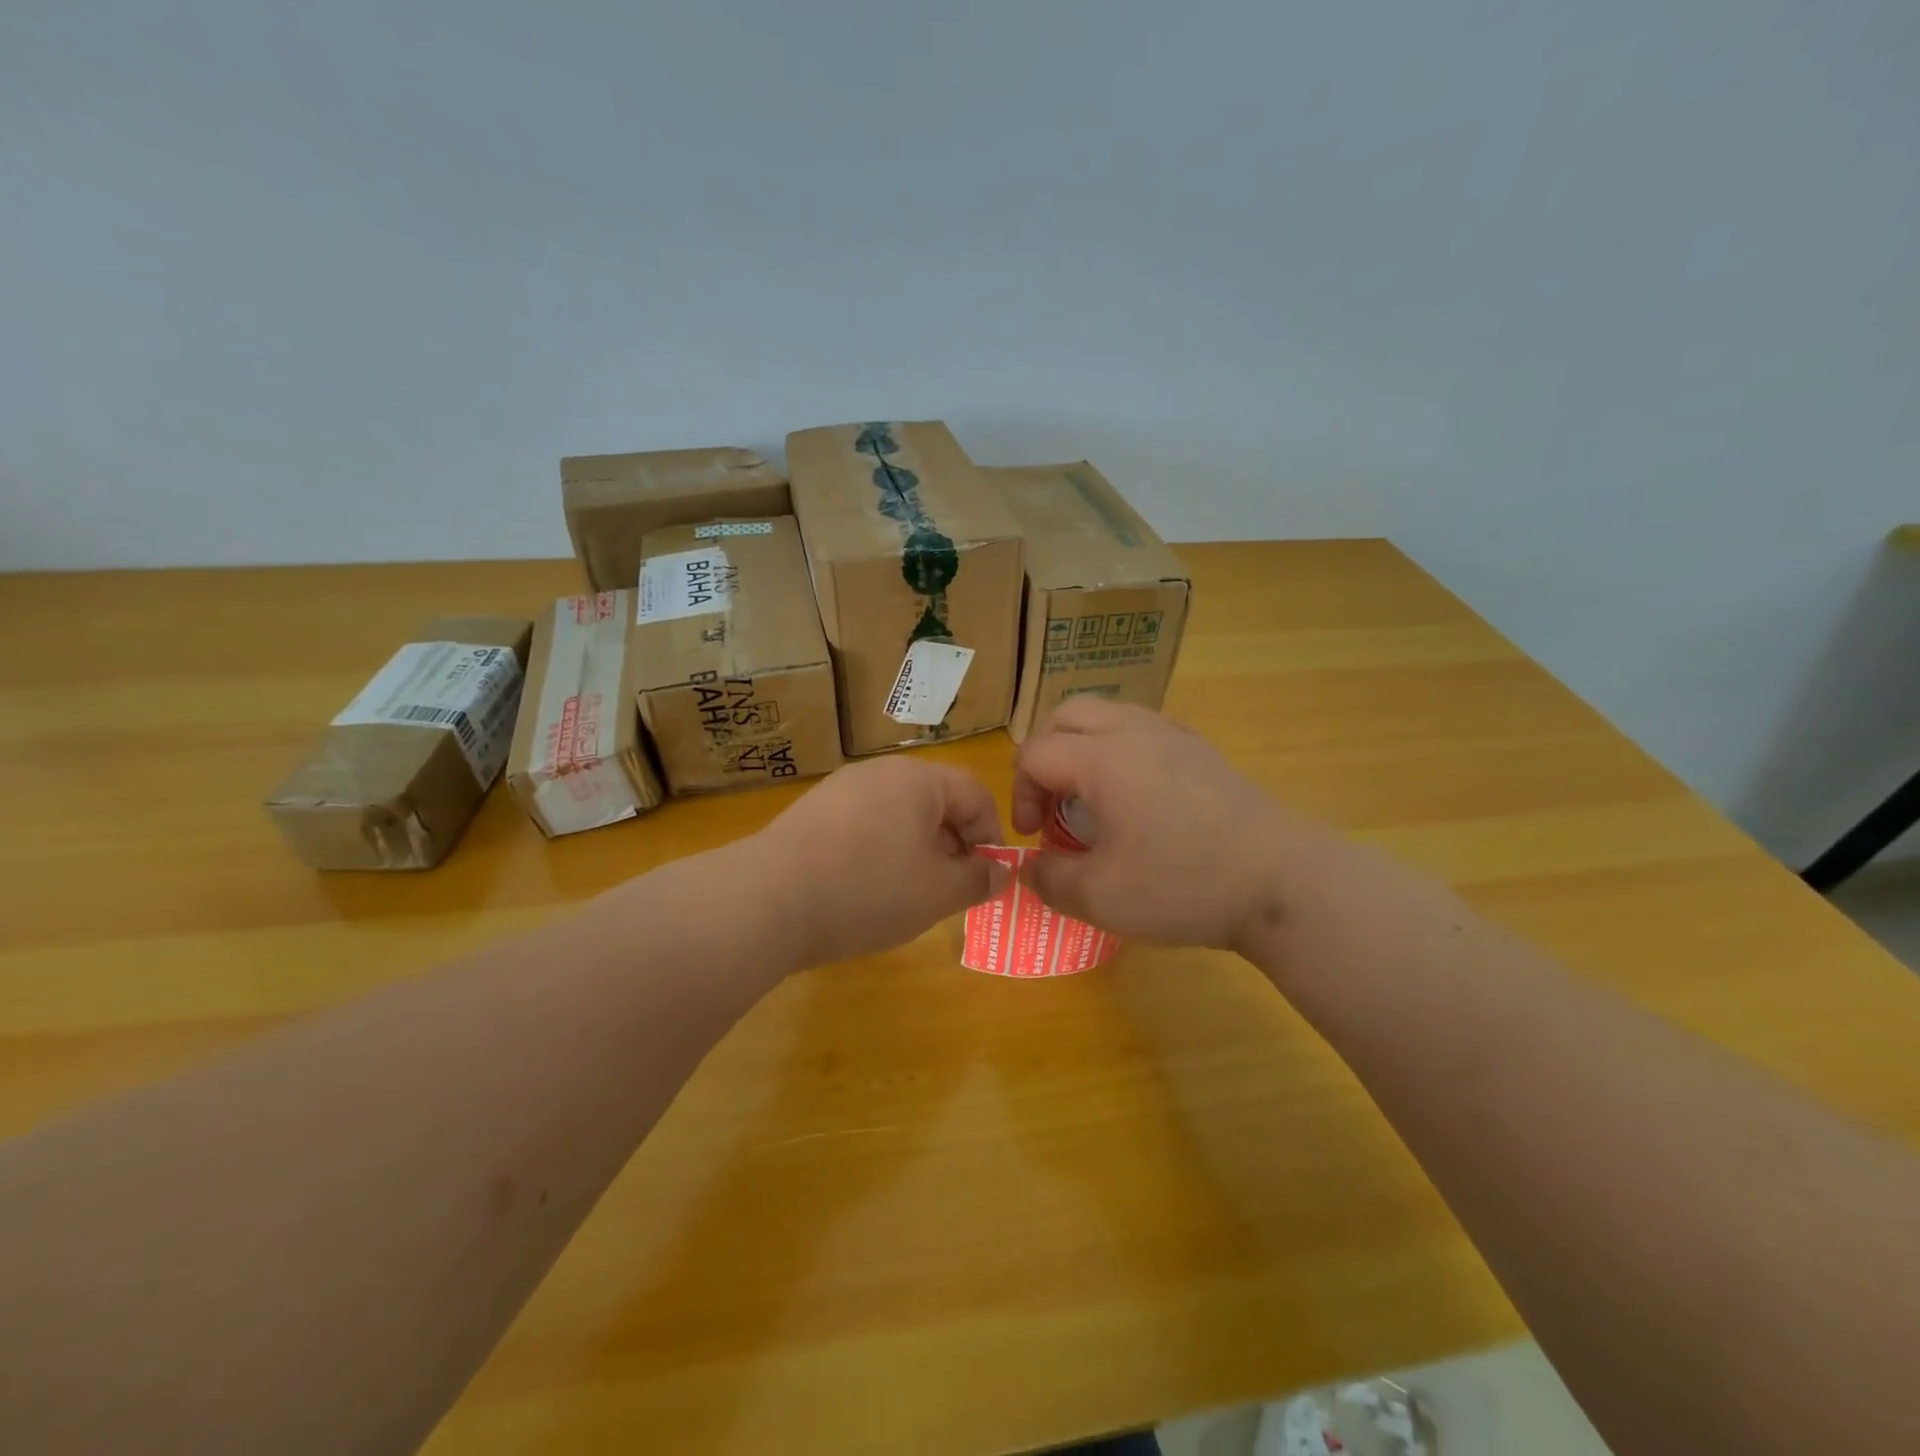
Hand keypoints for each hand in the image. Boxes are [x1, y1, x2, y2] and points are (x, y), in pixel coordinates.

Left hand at [749, 757, 1006, 966]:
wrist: (768, 899)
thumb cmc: (869, 890)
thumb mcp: (938, 893)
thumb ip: (978, 880)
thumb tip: (1001, 873)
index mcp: (918, 779)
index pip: (974, 793)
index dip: (990, 833)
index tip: (987, 874)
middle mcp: (879, 772)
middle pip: (934, 800)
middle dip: (953, 843)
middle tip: (952, 887)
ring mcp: (840, 789)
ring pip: (897, 814)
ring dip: (916, 849)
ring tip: (910, 892)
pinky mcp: (811, 812)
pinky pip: (863, 824)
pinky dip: (878, 850)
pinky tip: (865, 888)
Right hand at [1013, 700, 1325, 950]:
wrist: (1282, 882)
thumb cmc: (1184, 884)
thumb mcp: (1101, 897)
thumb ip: (1050, 880)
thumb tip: (1029, 869)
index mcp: (1102, 758)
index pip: (1036, 754)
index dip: (1020, 794)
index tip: (1034, 837)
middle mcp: (1133, 731)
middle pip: (1065, 716)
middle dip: (1044, 756)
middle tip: (1051, 803)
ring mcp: (1173, 734)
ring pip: (1106, 714)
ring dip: (1080, 747)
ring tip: (1088, 796)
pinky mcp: (1201, 749)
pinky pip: (1140, 728)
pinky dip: (1118, 749)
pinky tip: (1134, 795)